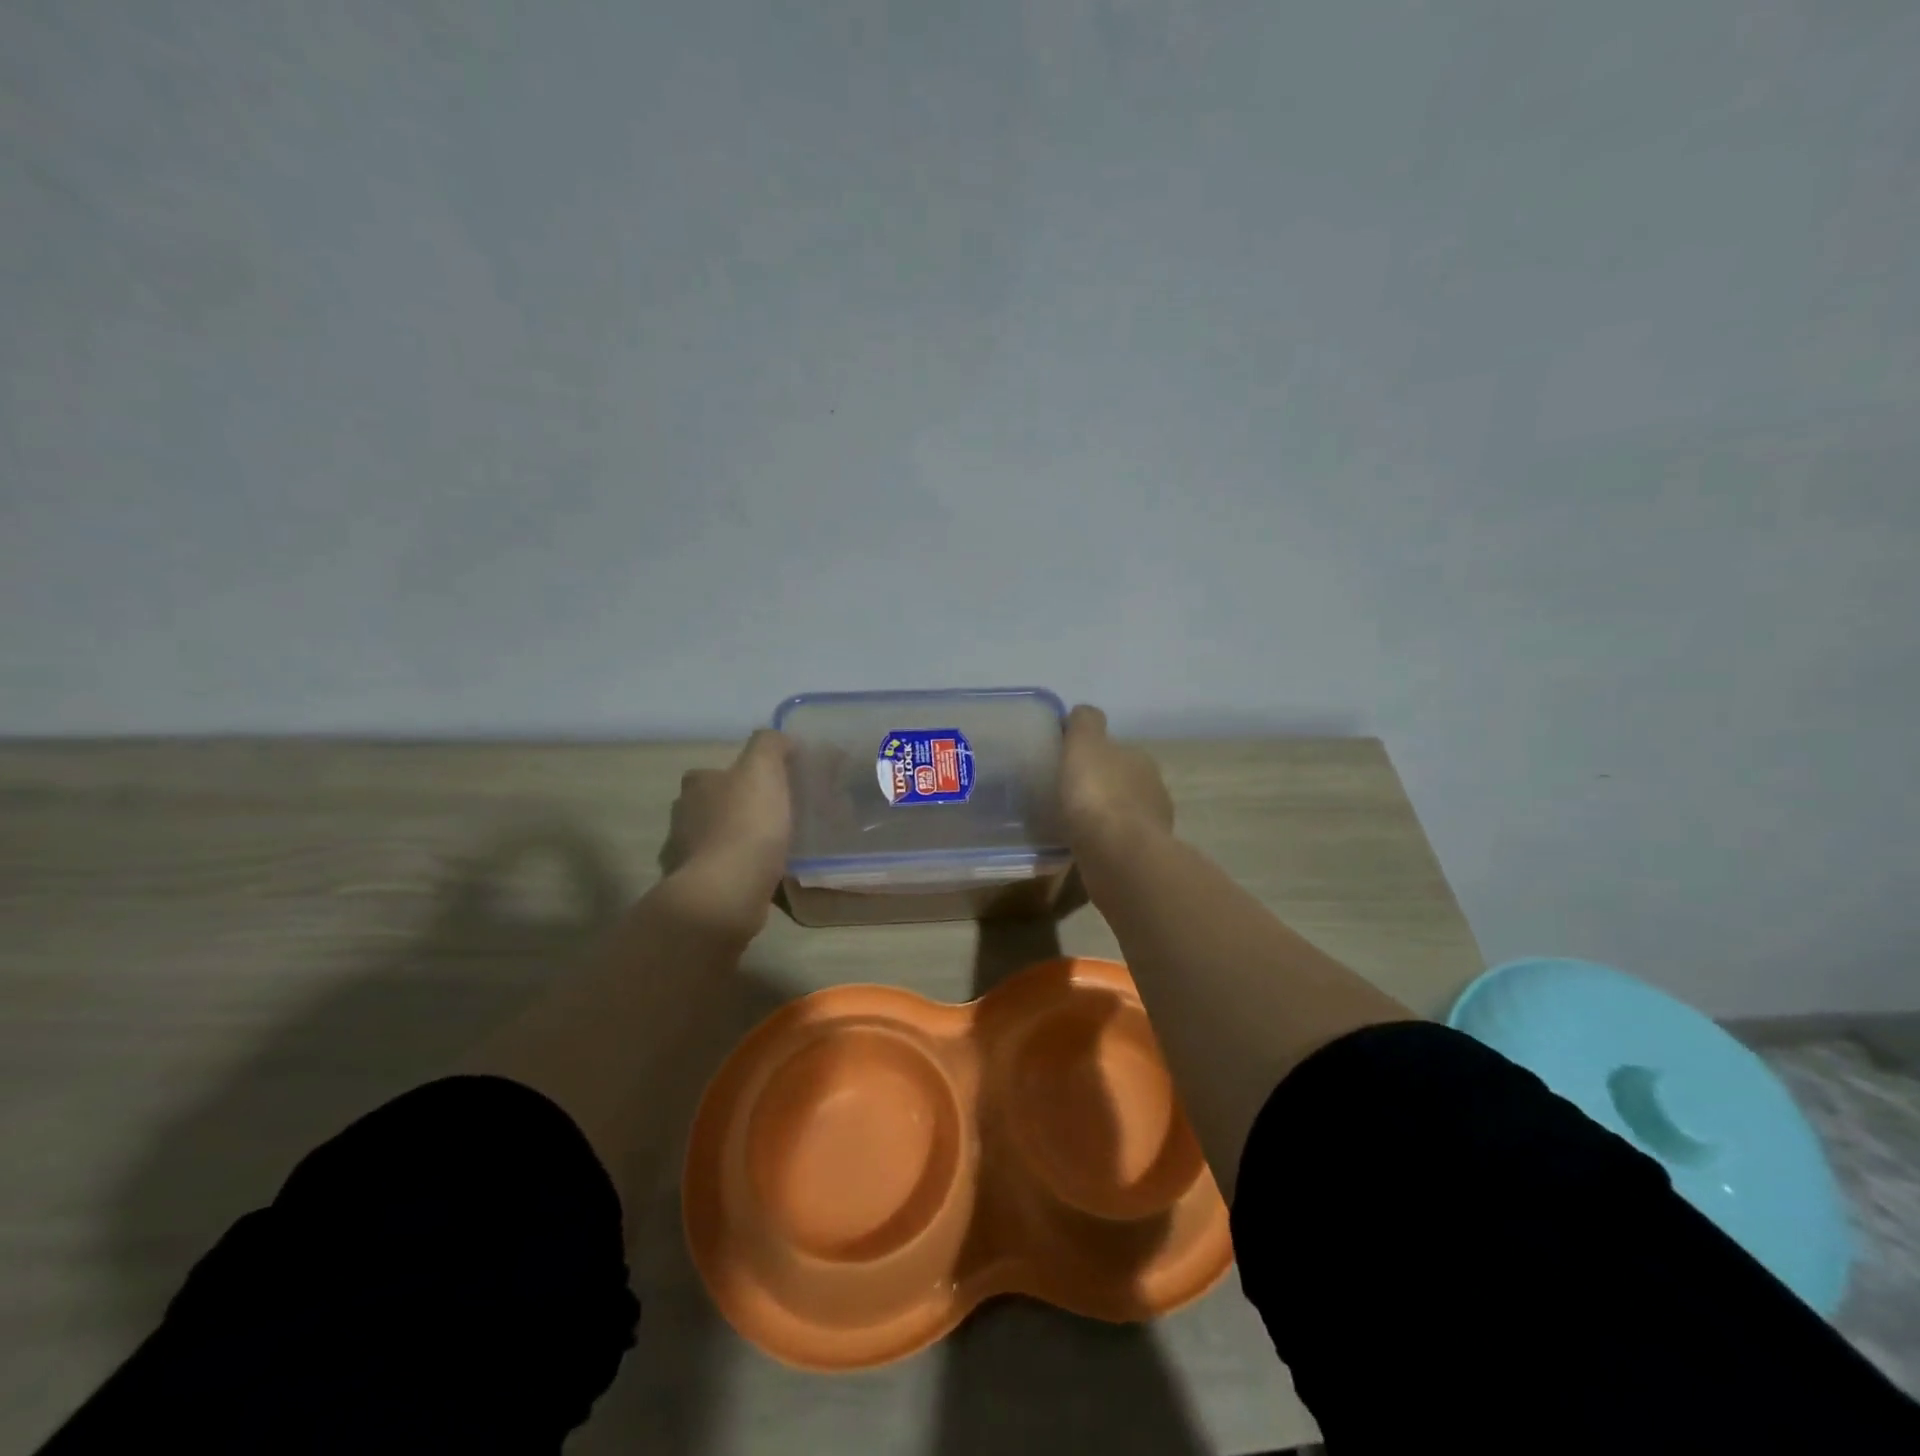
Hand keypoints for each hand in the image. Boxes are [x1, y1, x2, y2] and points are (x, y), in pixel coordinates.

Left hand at [662, 730, 794, 936]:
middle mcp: (681, 818)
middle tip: (771, 817)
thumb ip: (770, 745)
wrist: (726, 893)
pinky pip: (720, 874)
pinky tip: (760, 877)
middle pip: (709, 807)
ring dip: (734, 843)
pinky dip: (736, 873)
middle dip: (733, 810)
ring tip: (769, 850)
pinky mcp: (696, 890)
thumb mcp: (763, 770)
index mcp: (696, 786)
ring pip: (712, 841)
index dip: (737, 776)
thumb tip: (780, 739)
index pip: (712, 772)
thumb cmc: (746, 825)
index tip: (766, 786)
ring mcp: (684, 857)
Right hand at [1060, 705, 1173, 850]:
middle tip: (1067, 795)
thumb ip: (1085, 723)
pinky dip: (1104, 842)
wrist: (1118, 856)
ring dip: (1103, 817)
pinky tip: (1083, 847)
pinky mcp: (1143, 859)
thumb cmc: (1098, 794)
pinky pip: (1118, 843)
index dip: (1092, 756)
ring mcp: (1152, 827)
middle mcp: (1153, 790)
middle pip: (1121, 782)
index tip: (1068, 765)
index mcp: (1140, 760)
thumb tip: (1082, 712)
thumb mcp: (1084, 744)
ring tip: (1072, 824)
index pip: (1116, 751)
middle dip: (1100, 786)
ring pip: (1122, 815)